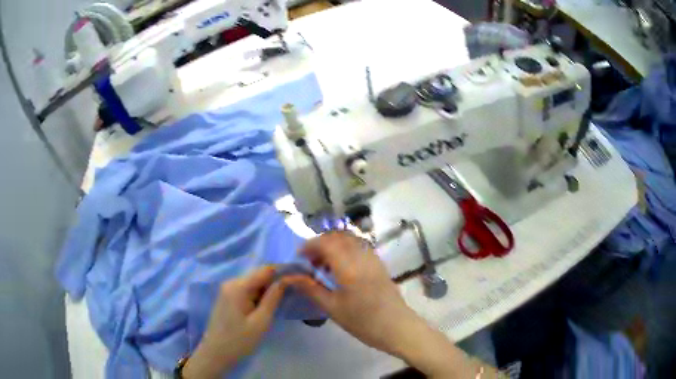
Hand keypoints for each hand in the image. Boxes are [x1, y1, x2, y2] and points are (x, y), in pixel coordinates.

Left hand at [183, 267, 284, 378]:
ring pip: (254, 283)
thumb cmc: (239, 341)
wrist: (215, 354)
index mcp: (238, 286)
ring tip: (284, 299)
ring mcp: (227, 290)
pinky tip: (268, 305)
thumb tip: (285, 279)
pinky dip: (259, 295)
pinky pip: (247, 290)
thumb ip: (273, 298)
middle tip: (295, 292)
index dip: (284, 272)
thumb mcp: (261, 322)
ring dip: (269, 289)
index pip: (266, 270)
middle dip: (277, 281)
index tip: (300, 279)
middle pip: (259, 275)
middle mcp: (231, 282)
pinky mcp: (227, 298)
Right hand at [282, 231, 422, 355]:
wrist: (397, 327)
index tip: (299, 256)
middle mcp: (362, 256)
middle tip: (310, 260)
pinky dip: (346, 250)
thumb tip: (291, 277)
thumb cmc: (363, 322)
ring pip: (350, 240)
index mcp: (349, 267)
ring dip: (334, 245)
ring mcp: (373, 258)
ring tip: (324, 265)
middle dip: (321, 243)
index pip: (326, 243)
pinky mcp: (379, 264)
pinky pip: (360, 247)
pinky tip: (342, 269)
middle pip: (338, 237)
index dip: (309, 245)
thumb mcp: (333, 308)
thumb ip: (311, 289)